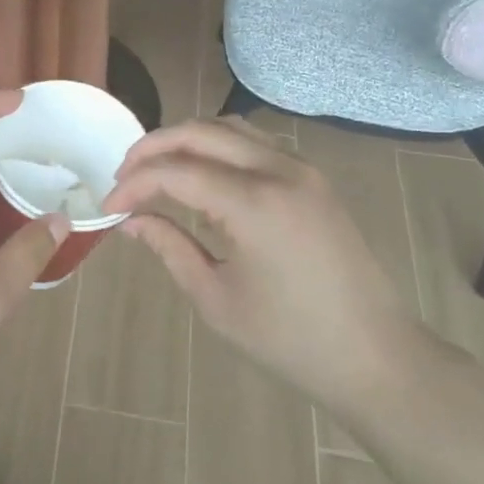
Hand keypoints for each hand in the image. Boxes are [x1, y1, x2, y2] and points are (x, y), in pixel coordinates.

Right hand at [102, 118, 425, 413]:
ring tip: (156, 169)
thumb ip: (169, 247)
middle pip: (200, 132)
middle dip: (153, 147)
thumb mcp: (216, 299)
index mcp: (254, 204)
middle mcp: (279, 171)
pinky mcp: (314, 179)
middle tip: (124, 174)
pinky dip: (219, 146)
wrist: (376, 356)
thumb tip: (130, 220)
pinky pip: (256, 143)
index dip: (134, 183)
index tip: (108, 204)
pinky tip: (202, 174)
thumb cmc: (290, 339)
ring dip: (186, 139)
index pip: (176, 171)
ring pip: (230, 128)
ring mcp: (302, 169)